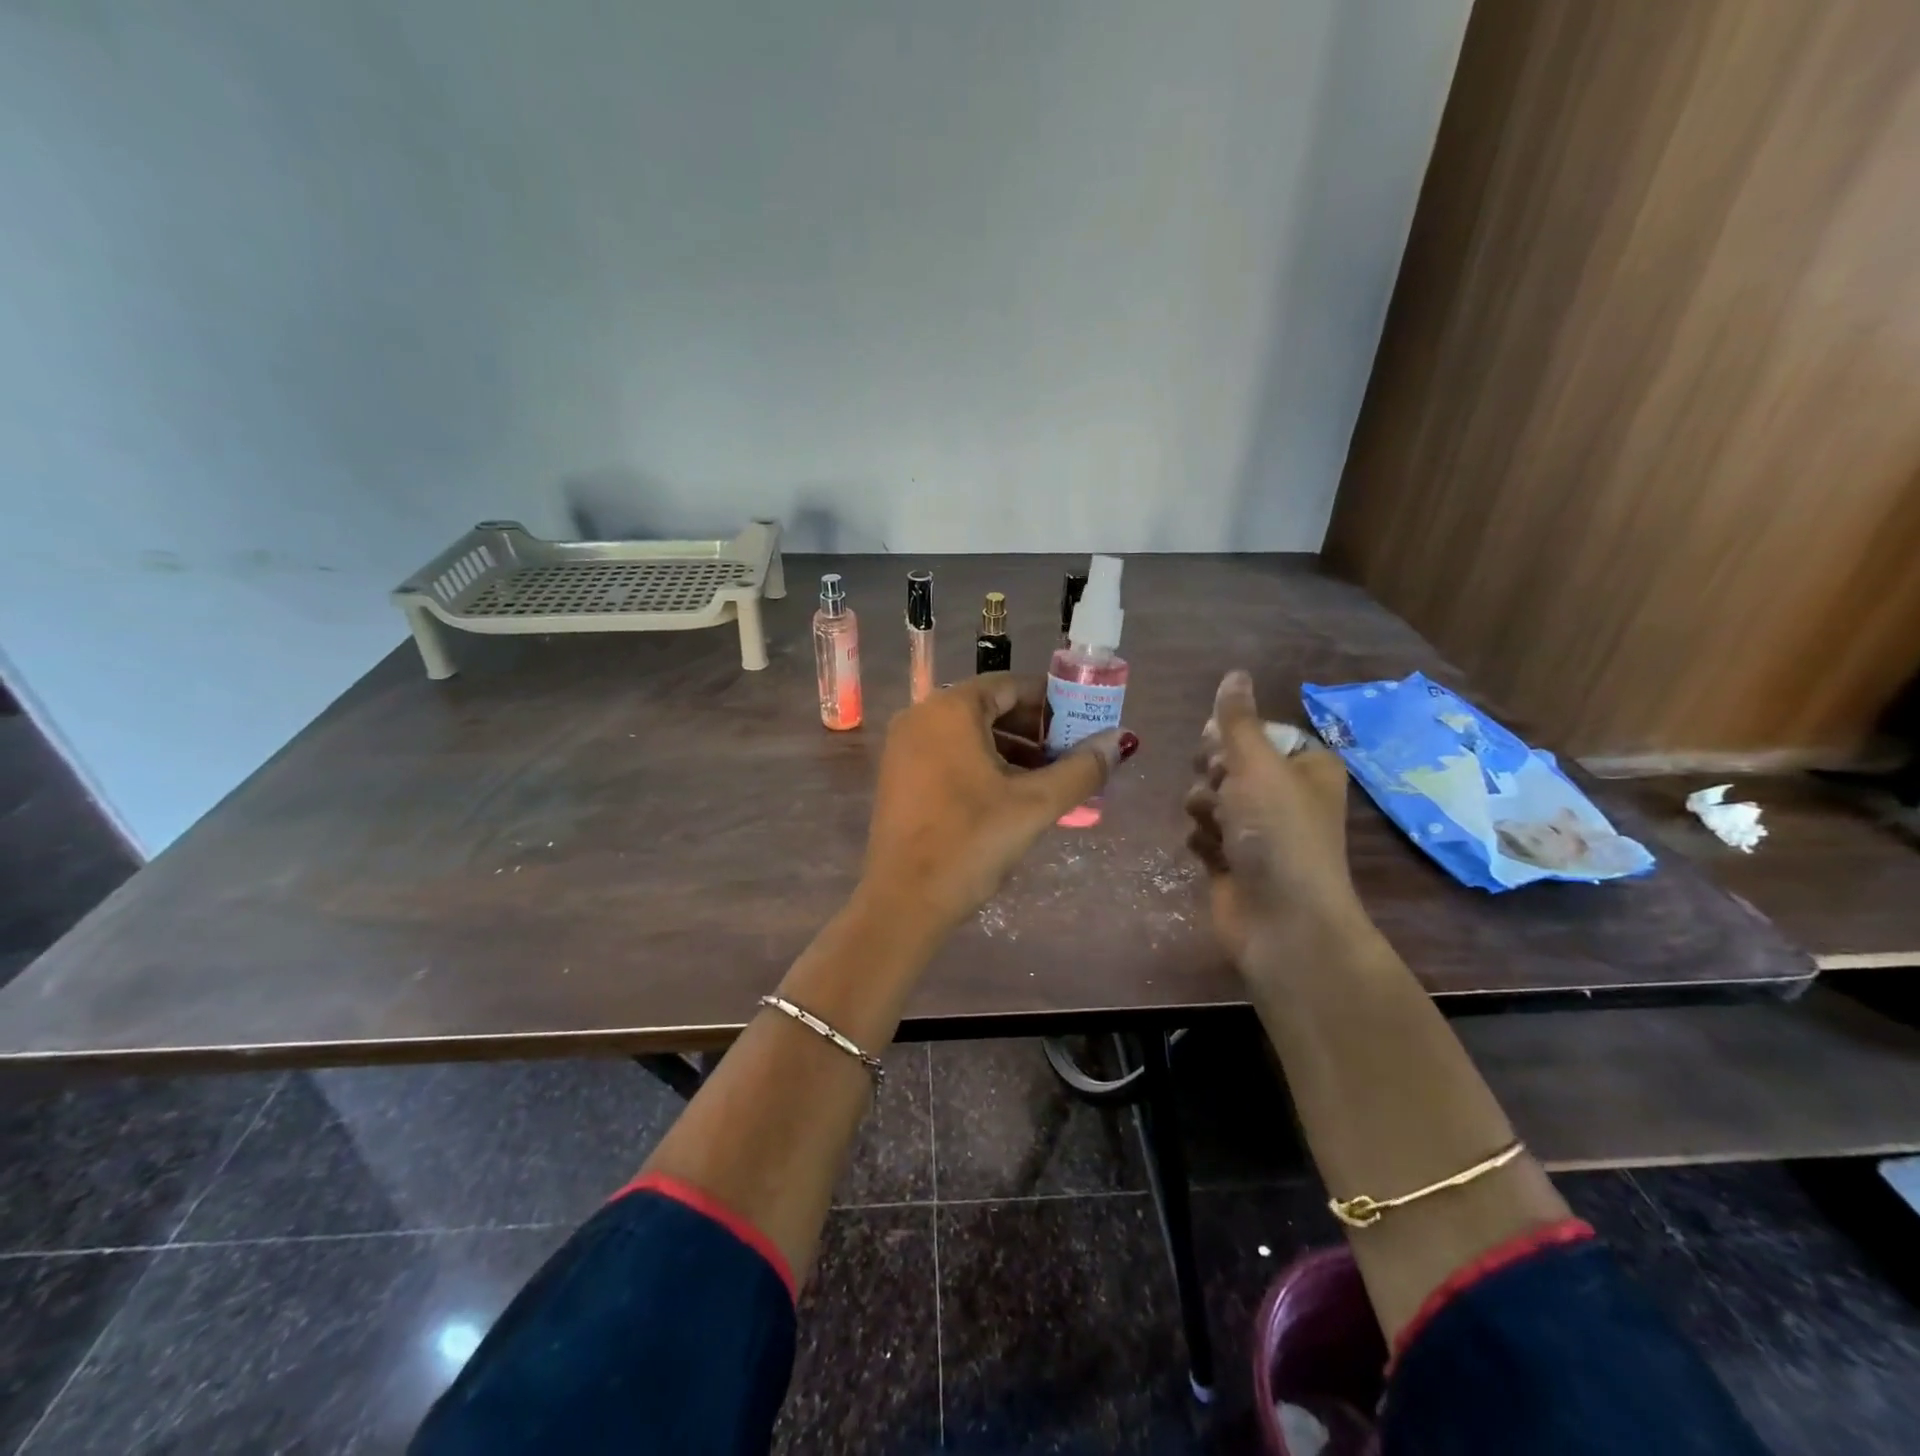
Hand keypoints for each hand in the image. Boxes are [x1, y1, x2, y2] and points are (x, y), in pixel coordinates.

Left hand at [861, 673, 1136, 933]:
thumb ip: (1081, 769)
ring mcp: (904, 746)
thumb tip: (1123, 741)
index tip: (1083, 723)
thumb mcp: (1034, 804)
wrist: (904, 900)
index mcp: (950, 709)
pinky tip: (1011, 795)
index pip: (1010, 685)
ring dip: (1012, 750)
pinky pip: (950, 754)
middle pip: (989, 708)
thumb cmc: (971, 841)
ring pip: (970, 734)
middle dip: (1034, 729)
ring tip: (1050, 779)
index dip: (1051, 702)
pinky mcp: (899, 776)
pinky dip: (983, 765)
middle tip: (1071, 754)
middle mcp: (921, 716)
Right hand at [1183, 670, 1362, 962]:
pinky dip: (1203, 840)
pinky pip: (1201, 831)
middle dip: (1214, 776)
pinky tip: (1215, 856)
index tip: (1221, 751)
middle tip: (1224, 792)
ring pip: (1207, 796)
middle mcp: (1284, 793)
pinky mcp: (1234, 858)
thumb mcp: (1257, 765)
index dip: (1231, 739)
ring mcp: (1258, 829)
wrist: (1281, 920)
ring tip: (1220, 830)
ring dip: (1205, 809)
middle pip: (1226, 762)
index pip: (1254, 731)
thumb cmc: (1278, 833)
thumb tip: (1235, 673)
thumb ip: (1237, 720)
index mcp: (1306, 765)